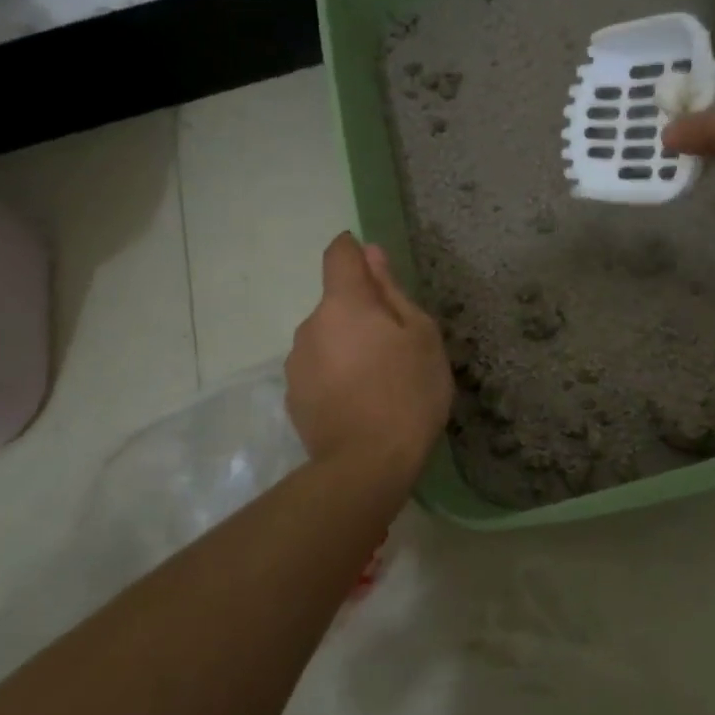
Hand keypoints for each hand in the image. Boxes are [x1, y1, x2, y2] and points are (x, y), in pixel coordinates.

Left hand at [286, 233, 451, 481]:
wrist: (368, 464)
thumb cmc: (408, 391)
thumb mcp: (421, 336)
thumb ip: (392, 292)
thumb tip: (372, 256)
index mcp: (343, 304)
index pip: (339, 255)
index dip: (354, 251)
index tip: (373, 264)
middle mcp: (310, 325)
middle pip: (337, 303)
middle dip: (362, 313)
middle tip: (397, 346)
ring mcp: (296, 363)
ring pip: (327, 338)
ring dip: (348, 346)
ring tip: (380, 380)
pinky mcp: (293, 396)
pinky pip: (319, 370)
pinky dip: (337, 374)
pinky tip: (360, 402)